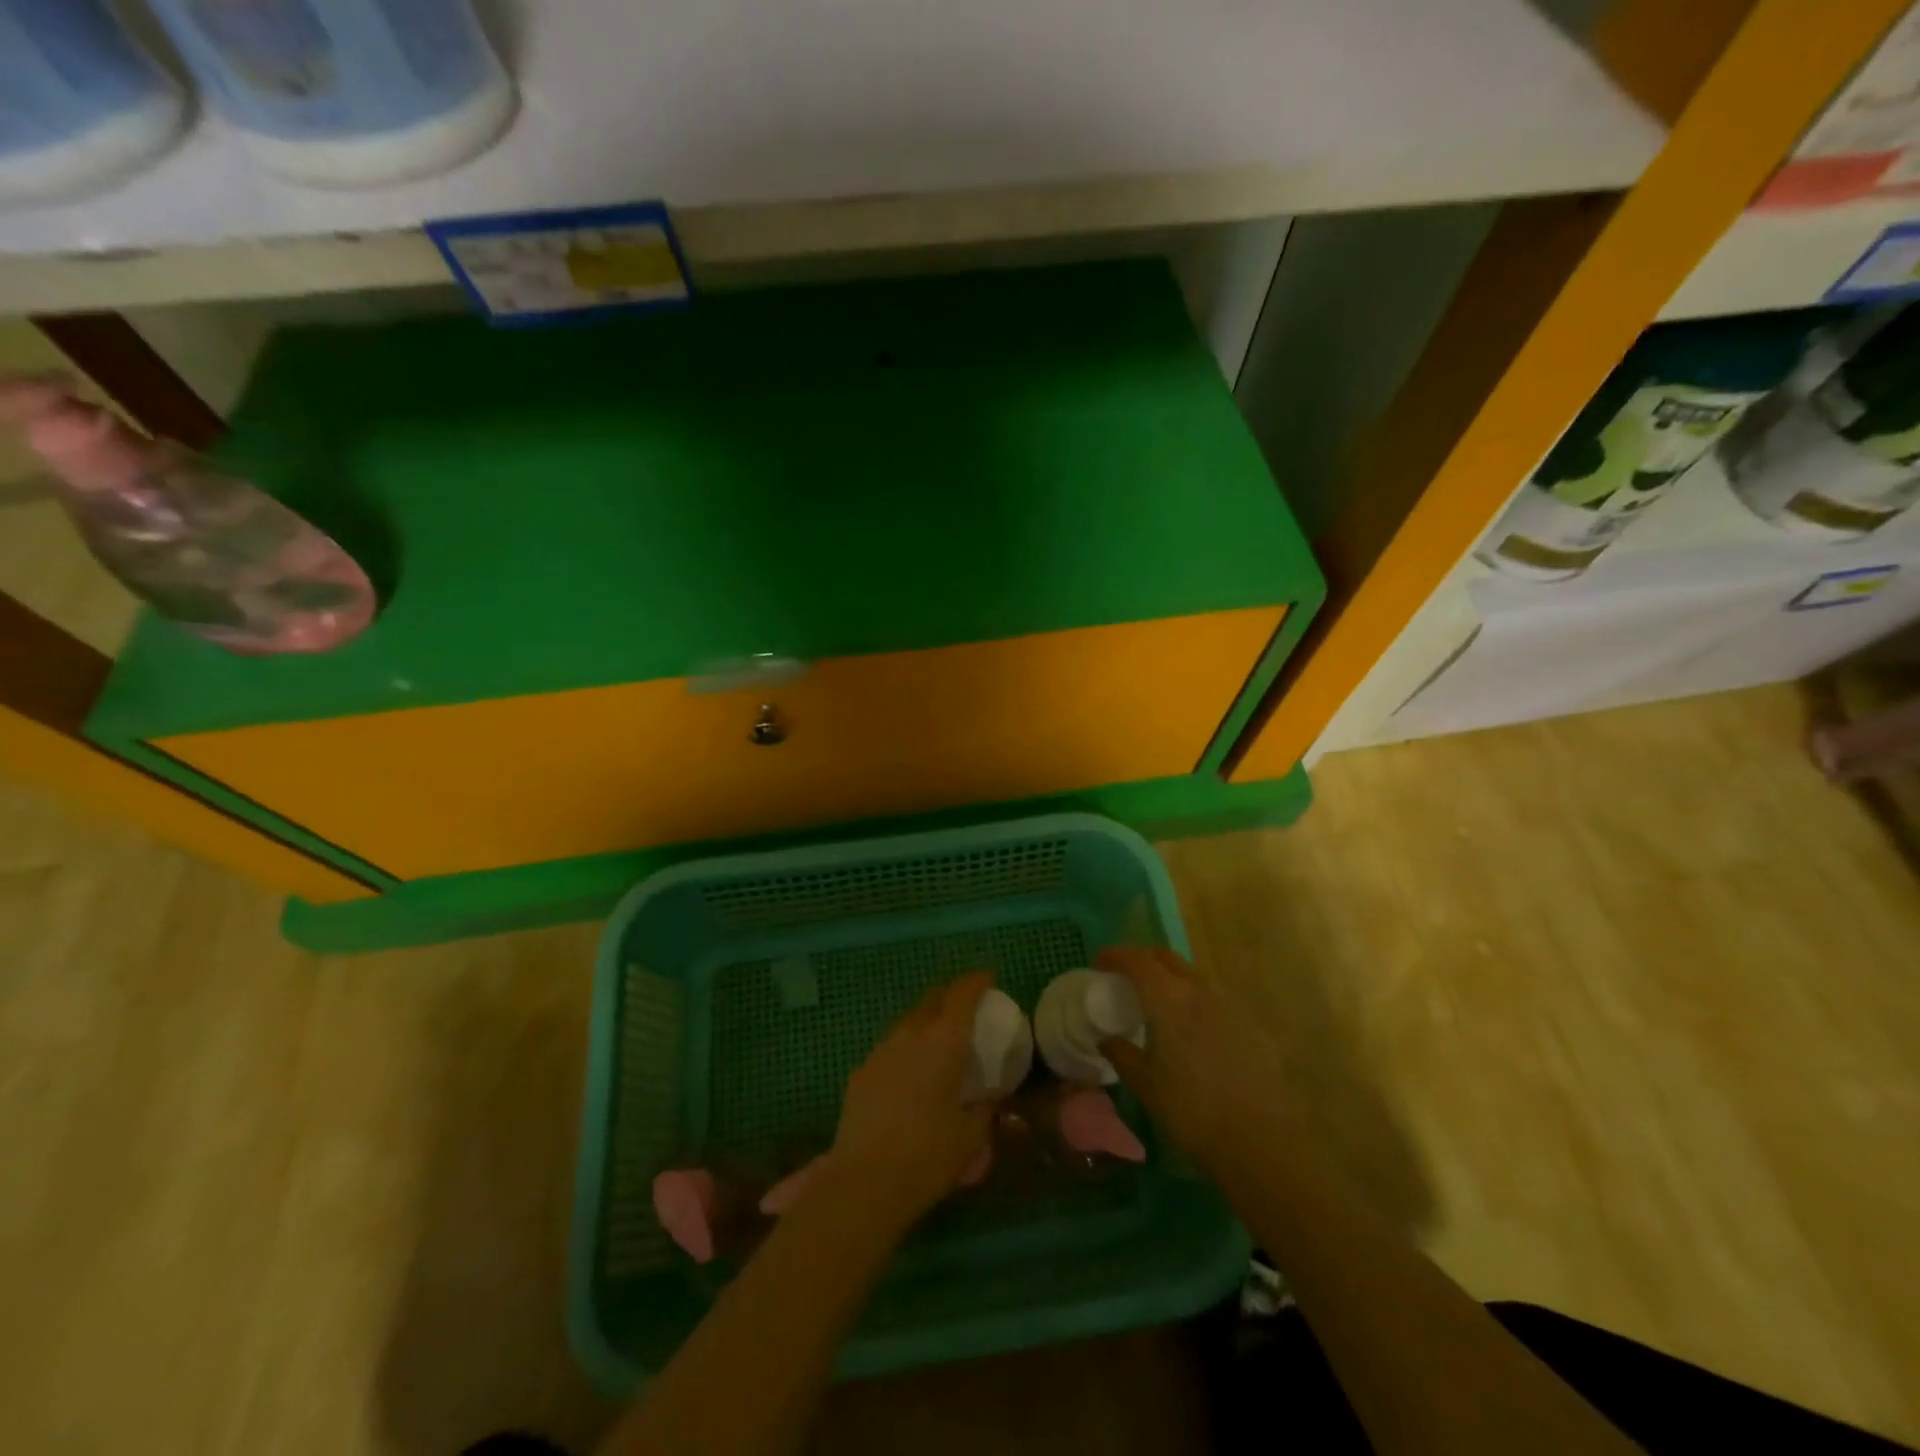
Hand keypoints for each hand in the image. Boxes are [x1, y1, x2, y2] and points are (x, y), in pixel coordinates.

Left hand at [826, 970, 998, 1223]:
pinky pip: (891, 1045)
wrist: (863, 1181)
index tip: (988, 977)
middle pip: (933, 998)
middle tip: (967, 1007)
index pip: (962, 993)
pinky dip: (907, 1046)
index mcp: (944, 1041)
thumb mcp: (971, 1136)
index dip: (977, 981)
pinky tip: (911, 1072)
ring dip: (927, 1020)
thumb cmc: (927, 1156)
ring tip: (939, 1039)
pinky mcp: (862, 1070)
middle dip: (952, 995)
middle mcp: (911, 1034)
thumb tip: (992, 1099)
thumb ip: (986, 1109)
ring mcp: (881, 1049)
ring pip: (909, 1020)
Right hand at [1096, 946, 1294, 1177]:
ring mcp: (1230, 1005)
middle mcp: (1200, 991)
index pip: (1137, 961)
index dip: (1116, 956)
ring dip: (1171, 979)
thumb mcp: (1146, 1085)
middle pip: (1167, 959)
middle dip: (1143, 960)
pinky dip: (1195, 1002)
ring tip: (1159, 1005)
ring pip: (1193, 976)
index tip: (1100, 964)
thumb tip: (1106, 1039)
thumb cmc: (1193, 1111)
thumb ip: (1122, 1055)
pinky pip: (1215, 1000)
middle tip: (1127, 978)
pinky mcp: (1251, 1024)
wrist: (1262, 1140)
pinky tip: (1193, 1032)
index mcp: (1169, 999)